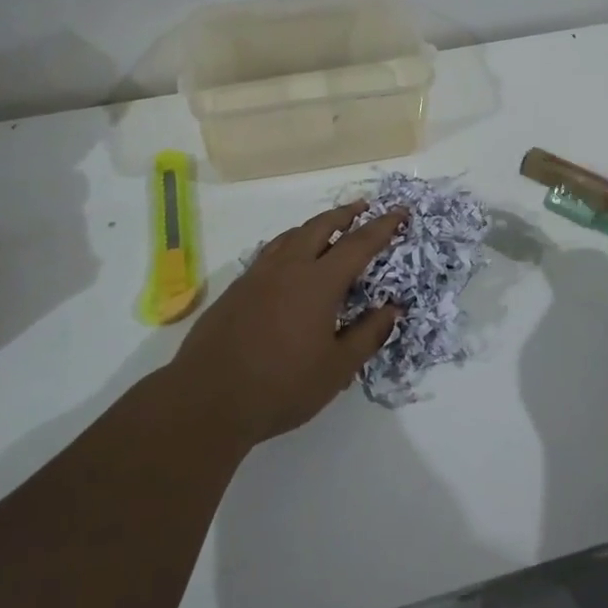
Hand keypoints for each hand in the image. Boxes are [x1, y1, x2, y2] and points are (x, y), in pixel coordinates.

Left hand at [170, 200, 407, 447]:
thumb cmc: (281, 386)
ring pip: (290, 236)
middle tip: (363, 208)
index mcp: (318, 283)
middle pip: (320, 227)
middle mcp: (287, 268)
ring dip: (314, 226)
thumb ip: (367, 335)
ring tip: (328, 228)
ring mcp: (256, 276)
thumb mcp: (336, 369)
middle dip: (345, 215)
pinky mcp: (236, 290)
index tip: (400, 212)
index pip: (358, 244)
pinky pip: (269, 253)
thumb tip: (392, 309)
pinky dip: (289, 245)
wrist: (208, 399)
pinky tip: (289, 260)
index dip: (382, 227)